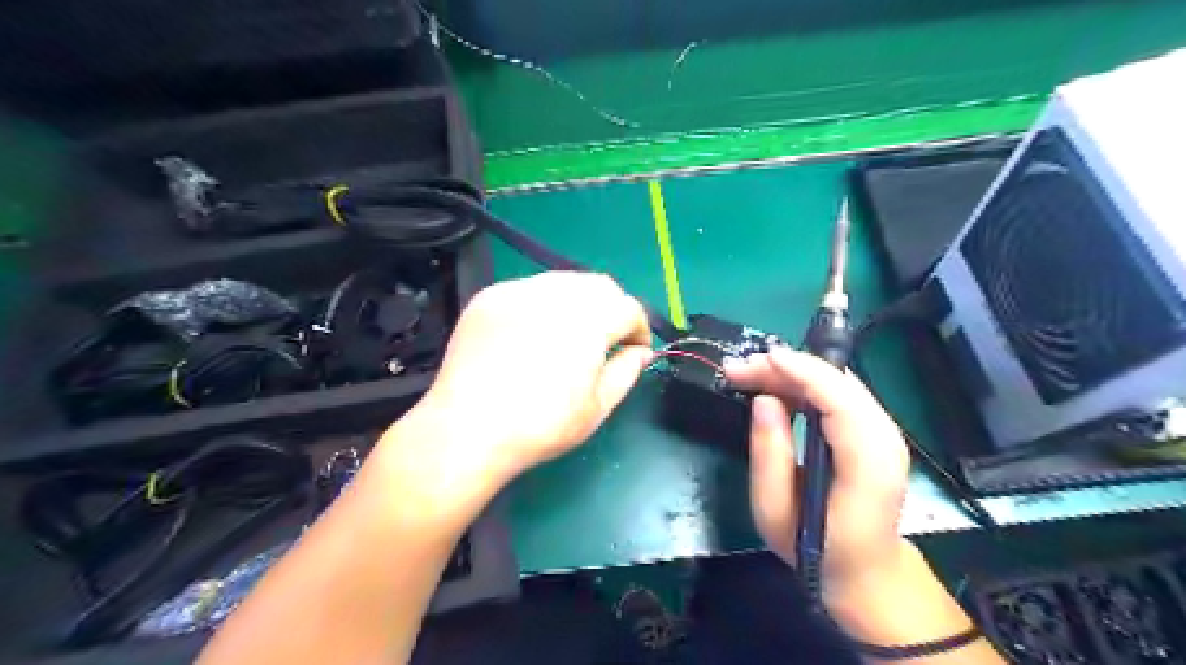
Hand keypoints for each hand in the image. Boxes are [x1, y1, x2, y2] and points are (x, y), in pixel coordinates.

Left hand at [408, 273, 646, 480]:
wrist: (467, 429)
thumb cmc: (540, 425)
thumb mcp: (597, 407)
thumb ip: (627, 371)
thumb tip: (640, 352)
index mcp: (589, 320)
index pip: (628, 308)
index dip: (638, 329)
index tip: (634, 351)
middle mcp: (556, 294)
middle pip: (599, 286)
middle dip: (611, 309)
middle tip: (605, 340)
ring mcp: (518, 291)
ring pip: (564, 281)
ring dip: (578, 302)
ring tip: (569, 335)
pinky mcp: (490, 297)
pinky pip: (529, 289)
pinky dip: (542, 304)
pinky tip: (532, 333)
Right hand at [724, 352, 909, 611]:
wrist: (866, 573)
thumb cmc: (816, 549)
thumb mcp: (776, 512)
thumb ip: (769, 454)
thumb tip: (763, 401)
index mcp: (867, 462)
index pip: (839, 398)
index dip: (800, 371)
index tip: (760, 359)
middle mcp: (885, 438)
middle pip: (837, 382)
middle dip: (785, 367)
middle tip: (738, 369)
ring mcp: (884, 432)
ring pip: (837, 382)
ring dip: (791, 373)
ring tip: (748, 375)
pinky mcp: (873, 431)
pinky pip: (838, 393)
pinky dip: (804, 384)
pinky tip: (774, 387)